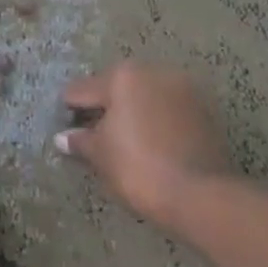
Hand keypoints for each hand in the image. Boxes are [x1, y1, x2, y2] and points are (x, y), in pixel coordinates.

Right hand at [55, 61, 231, 224]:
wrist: (200, 195)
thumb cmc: (139, 169)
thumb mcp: (100, 155)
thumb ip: (80, 141)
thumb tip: (63, 137)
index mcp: (123, 76)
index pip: (81, 90)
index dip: (69, 112)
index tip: (67, 132)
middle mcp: (154, 71)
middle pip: (116, 87)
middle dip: (104, 108)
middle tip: (94, 138)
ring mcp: (183, 88)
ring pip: (145, 96)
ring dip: (133, 112)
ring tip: (125, 142)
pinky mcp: (204, 108)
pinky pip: (168, 109)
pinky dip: (156, 120)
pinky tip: (151, 144)